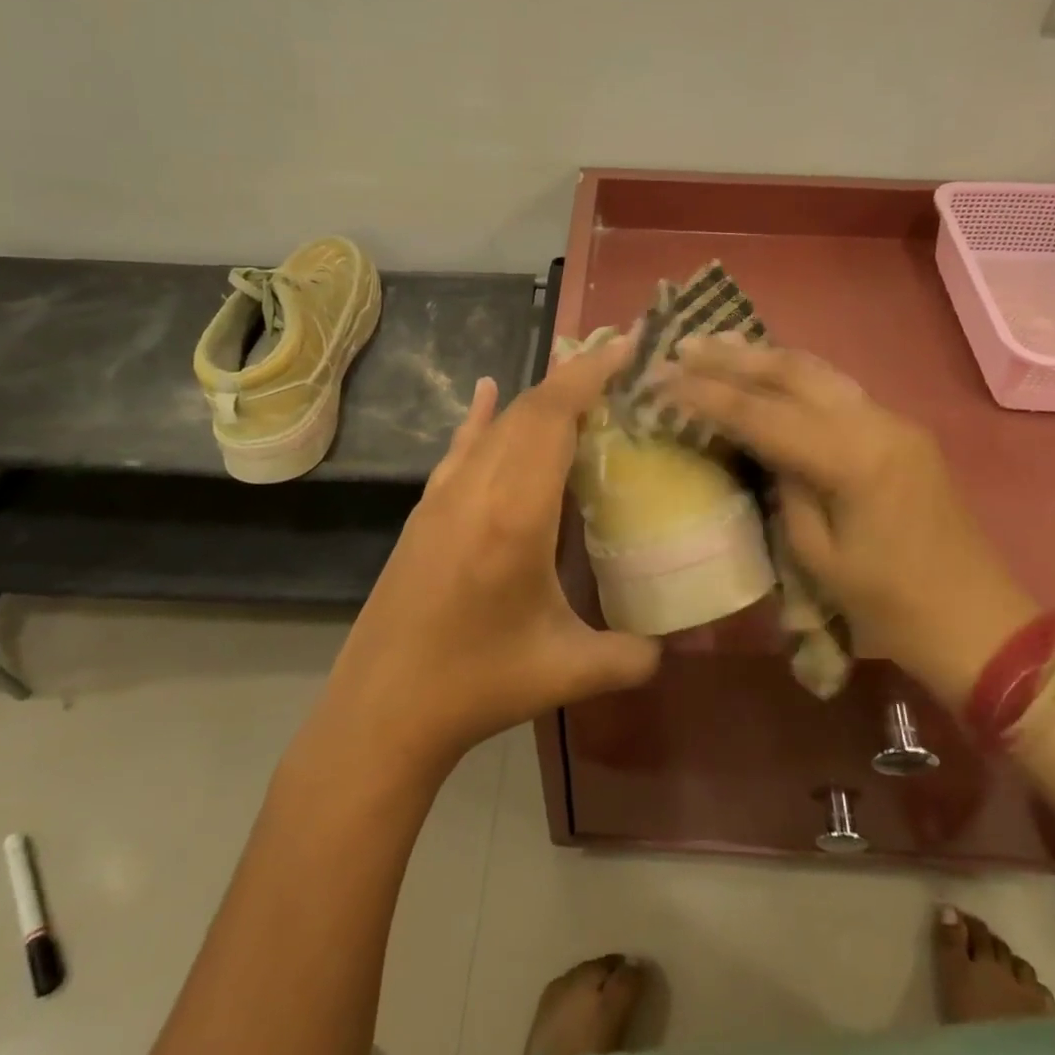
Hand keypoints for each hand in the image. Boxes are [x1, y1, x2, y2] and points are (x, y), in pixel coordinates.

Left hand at [320, 339, 661, 771]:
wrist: (381, 709)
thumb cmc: (477, 684)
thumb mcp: (568, 671)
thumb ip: (632, 655)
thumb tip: (673, 645)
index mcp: (516, 515)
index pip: (554, 418)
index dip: (590, 375)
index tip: (624, 346)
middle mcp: (477, 489)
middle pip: (528, 410)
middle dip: (574, 376)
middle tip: (618, 362)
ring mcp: (444, 496)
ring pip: (496, 424)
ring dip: (538, 397)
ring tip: (578, 381)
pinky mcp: (425, 511)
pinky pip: (462, 447)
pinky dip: (483, 415)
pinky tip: (488, 392)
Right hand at [661, 338, 1034, 706]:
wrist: (978, 622)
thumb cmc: (890, 606)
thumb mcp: (818, 557)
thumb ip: (785, 489)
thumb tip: (762, 448)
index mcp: (853, 459)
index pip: (764, 414)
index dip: (709, 396)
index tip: (664, 378)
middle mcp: (876, 423)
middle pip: (794, 372)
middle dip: (734, 357)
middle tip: (685, 346)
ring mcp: (894, 422)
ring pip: (819, 371)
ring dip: (765, 357)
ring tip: (719, 344)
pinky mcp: (901, 432)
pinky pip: (838, 390)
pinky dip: (794, 377)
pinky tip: (767, 373)